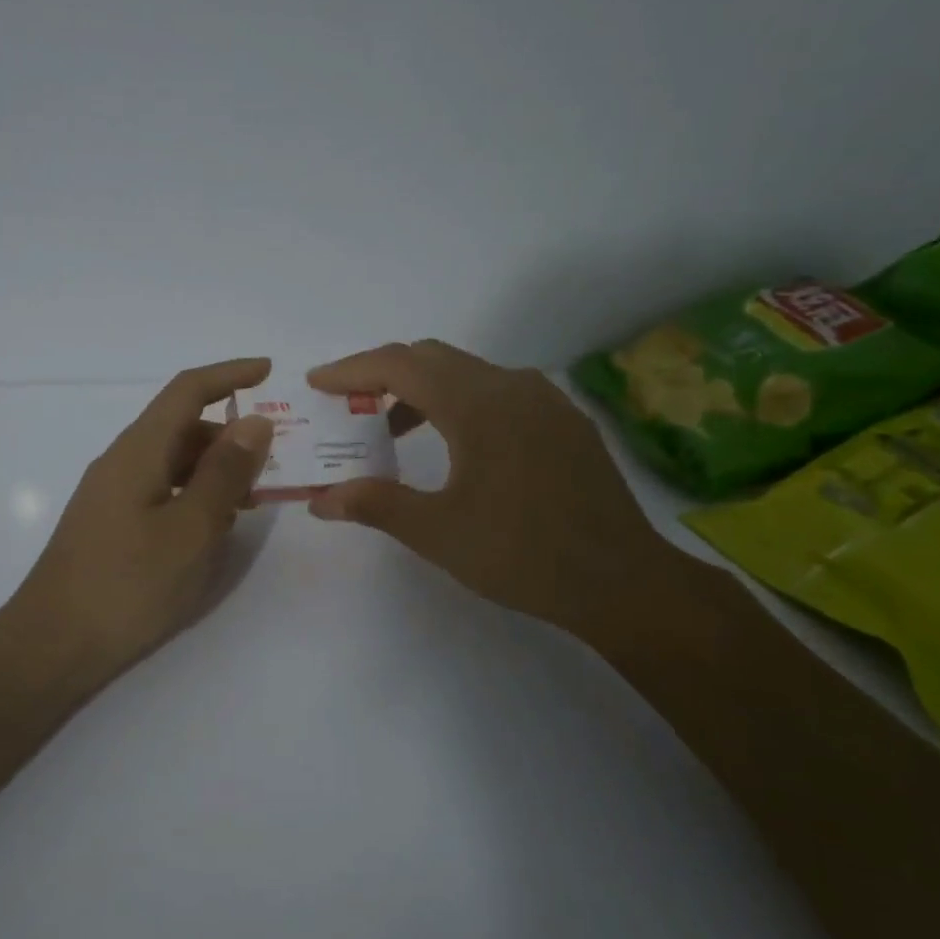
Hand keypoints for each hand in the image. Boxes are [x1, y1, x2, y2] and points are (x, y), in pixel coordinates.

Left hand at [2, 359, 275, 679]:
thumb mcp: (191, 529)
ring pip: (173, 461)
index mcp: (139, 450)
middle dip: (230, 433)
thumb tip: (254, 421)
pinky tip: (214, 526)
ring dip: (215, 468)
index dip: (230, 374)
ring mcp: (112, 494)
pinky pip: (161, 490)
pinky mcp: (110, 524)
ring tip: (254, 498)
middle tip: (275, 459)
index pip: (187, 390)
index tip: (269, 372)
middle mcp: (122, 461)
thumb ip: (225, 473)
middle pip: (182, 426)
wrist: (52, 645)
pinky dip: (194, 494)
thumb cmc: (128, 585)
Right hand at [307, 340, 688, 639]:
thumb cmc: (522, 554)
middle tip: (348, 403)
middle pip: (432, 358)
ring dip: (422, 390)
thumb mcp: (438, 532)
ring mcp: (545, 400)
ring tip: (392, 429)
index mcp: (477, 404)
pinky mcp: (565, 420)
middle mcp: (511, 386)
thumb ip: (375, 505)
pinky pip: (498, 392)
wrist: (622, 580)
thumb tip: (321, 501)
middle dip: (383, 374)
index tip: (317, 383)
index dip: (353, 369)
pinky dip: (460, 402)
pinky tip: (455, 445)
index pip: (400, 365)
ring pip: (468, 373)